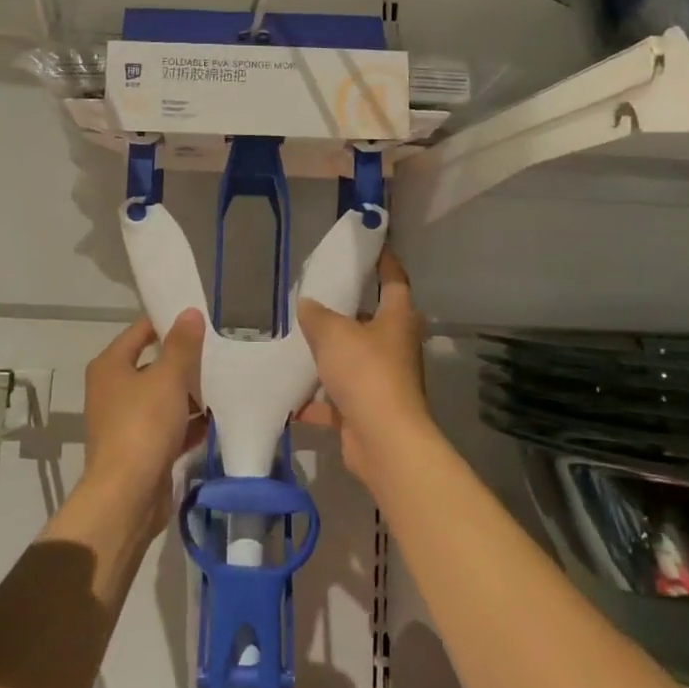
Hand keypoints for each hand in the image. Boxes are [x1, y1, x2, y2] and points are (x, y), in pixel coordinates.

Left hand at [81, 309, 206, 532]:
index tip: (199, 317)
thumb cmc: (143, 426)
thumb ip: (181, 345)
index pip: (140, 332)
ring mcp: (126, 421)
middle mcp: (113, 390)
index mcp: (110, 366)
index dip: (167, 322)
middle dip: (184, 360)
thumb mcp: (167, 378)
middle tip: (218, 348)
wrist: (128, 497)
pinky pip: (169, 426)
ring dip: (189, 393)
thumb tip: (190, 313)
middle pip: (153, 365)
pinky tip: (217, 418)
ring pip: (163, 397)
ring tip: (224, 380)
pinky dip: (189, 423)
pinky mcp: (141, 449)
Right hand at [295, 249, 431, 489]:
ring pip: (355, 359)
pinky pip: (340, 397)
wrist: (383, 441)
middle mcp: (396, 346)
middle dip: (349, 310)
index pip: (394, 280)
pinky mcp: (370, 410)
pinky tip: (291, 397)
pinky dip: (318, 399)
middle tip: (321, 295)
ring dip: (332, 354)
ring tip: (300, 340)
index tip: (372, 246)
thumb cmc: (366, 373)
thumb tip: (307, 304)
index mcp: (397, 319)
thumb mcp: (333, 333)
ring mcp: (385, 380)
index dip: (384, 262)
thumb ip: (317, 315)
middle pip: (373, 320)